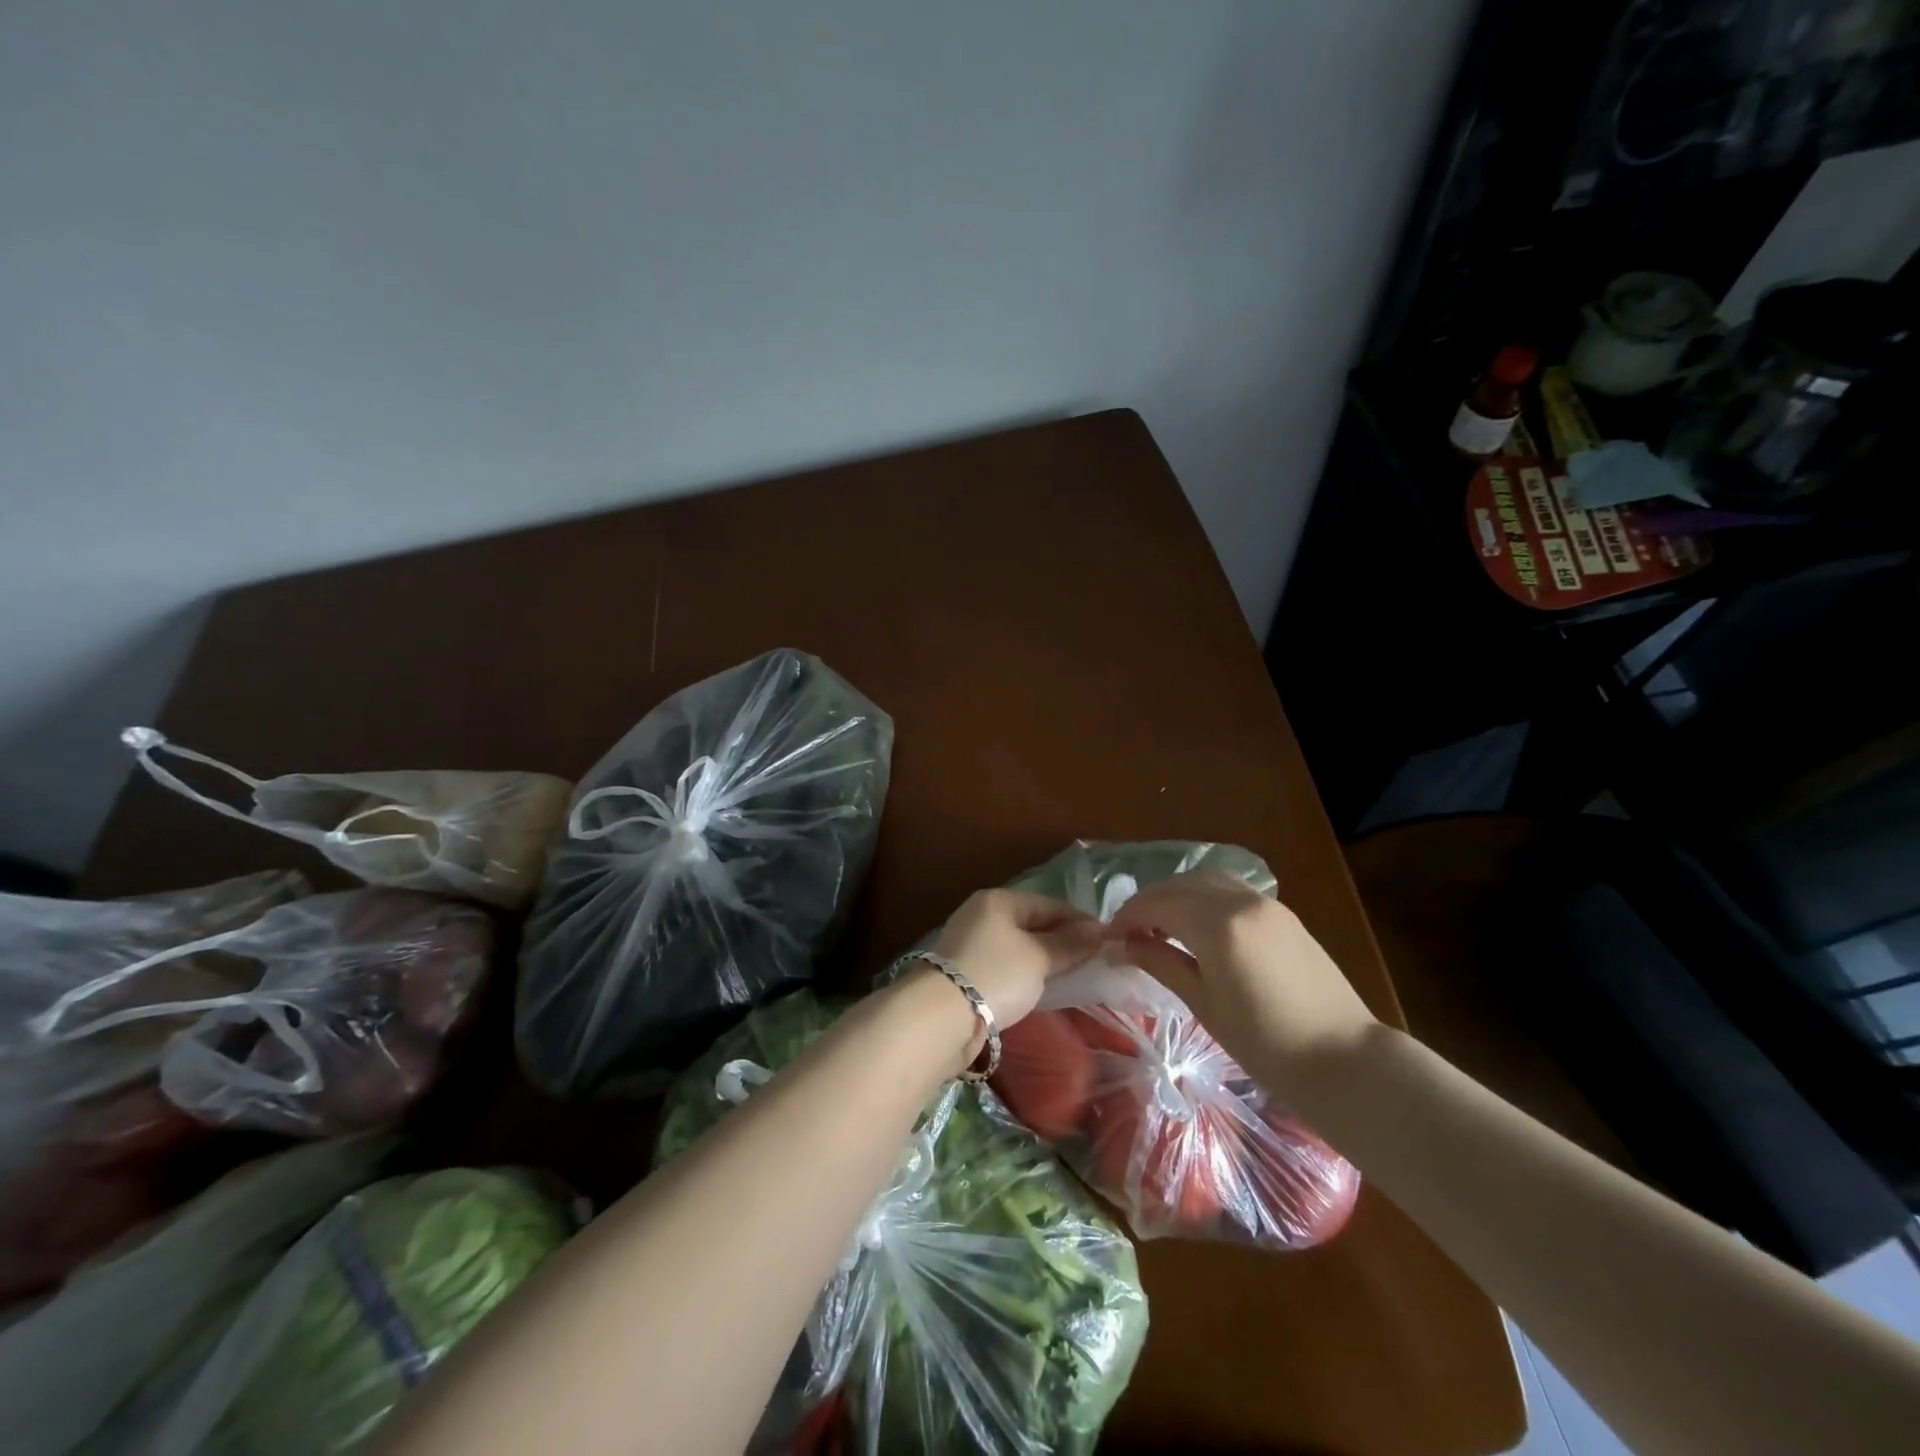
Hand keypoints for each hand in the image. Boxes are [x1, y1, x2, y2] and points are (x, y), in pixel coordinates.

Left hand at [931, 889, 1103, 1031]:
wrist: (940, 1017)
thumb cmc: (995, 974)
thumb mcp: (1039, 958)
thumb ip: (1069, 944)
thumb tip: (1099, 931)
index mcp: (998, 900)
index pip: (1049, 904)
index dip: (1079, 921)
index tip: (1107, 940)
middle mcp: (980, 915)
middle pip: (1031, 924)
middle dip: (1061, 940)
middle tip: (1092, 960)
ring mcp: (968, 943)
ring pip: (1017, 947)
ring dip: (1042, 959)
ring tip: (1071, 976)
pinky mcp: (962, 972)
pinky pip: (1004, 966)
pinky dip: (1024, 974)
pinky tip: (1038, 989)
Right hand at [1106, 872, 1378, 1094]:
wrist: (1344, 1061)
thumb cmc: (1266, 1044)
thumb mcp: (1204, 1004)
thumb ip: (1161, 963)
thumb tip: (1121, 947)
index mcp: (1218, 926)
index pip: (1158, 904)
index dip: (1127, 917)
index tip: (1108, 937)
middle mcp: (1241, 902)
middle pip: (1179, 885)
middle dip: (1148, 902)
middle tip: (1128, 931)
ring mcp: (1266, 903)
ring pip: (1206, 880)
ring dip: (1176, 894)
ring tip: (1160, 925)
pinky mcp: (1282, 913)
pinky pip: (1230, 890)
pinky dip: (1203, 896)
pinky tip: (1195, 924)